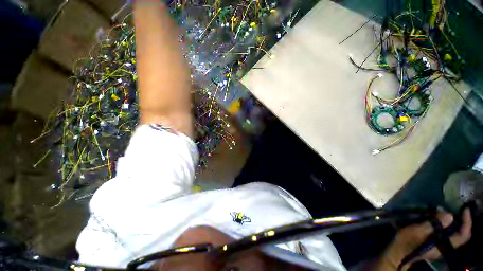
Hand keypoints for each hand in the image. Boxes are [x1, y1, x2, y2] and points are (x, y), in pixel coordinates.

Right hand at [375, 208, 472, 270]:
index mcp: (445, 246)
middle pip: (459, 232)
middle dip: (457, 219)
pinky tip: (433, 216)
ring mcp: (440, 244)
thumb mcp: (419, 231)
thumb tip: (450, 215)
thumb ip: (434, 224)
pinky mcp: (434, 241)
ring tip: (439, 209)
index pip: (464, 235)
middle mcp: (446, 246)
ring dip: (448, 219)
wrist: (399, 251)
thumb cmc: (408, 241)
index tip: (465, 209)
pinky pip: (444, 231)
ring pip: (451, 231)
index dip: (467, 222)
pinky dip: (442, 222)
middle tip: (451, 207)